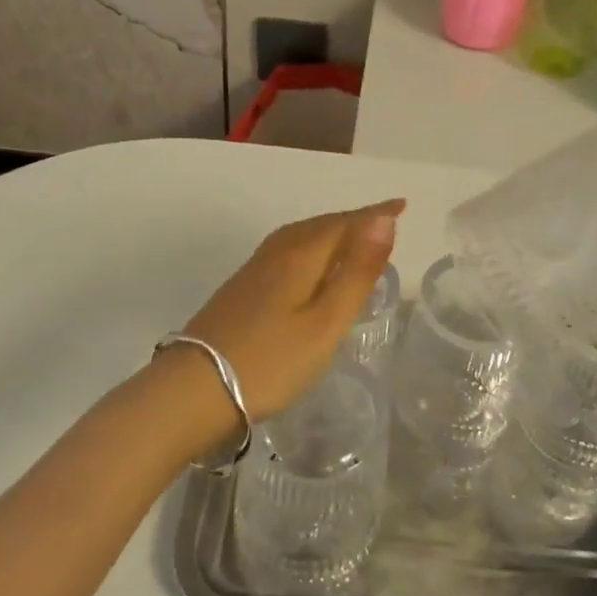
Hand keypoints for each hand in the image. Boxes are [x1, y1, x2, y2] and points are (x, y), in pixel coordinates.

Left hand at [176, 200, 403, 421]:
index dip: (375, 214)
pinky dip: (311, 248)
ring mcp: (254, 270)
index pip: (345, 223)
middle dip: (355, 220)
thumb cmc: (270, 361)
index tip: (403, 205)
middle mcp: (276, 253)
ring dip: (331, 232)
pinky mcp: (241, 289)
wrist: (193, 390)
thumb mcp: (325, 323)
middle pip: (321, 225)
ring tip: (354, 240)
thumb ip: (357, 272)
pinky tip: (311, 268)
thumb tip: (384, 220)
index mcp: (300, 255)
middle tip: (384, 222)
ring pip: (301, 237)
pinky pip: (287, 252)